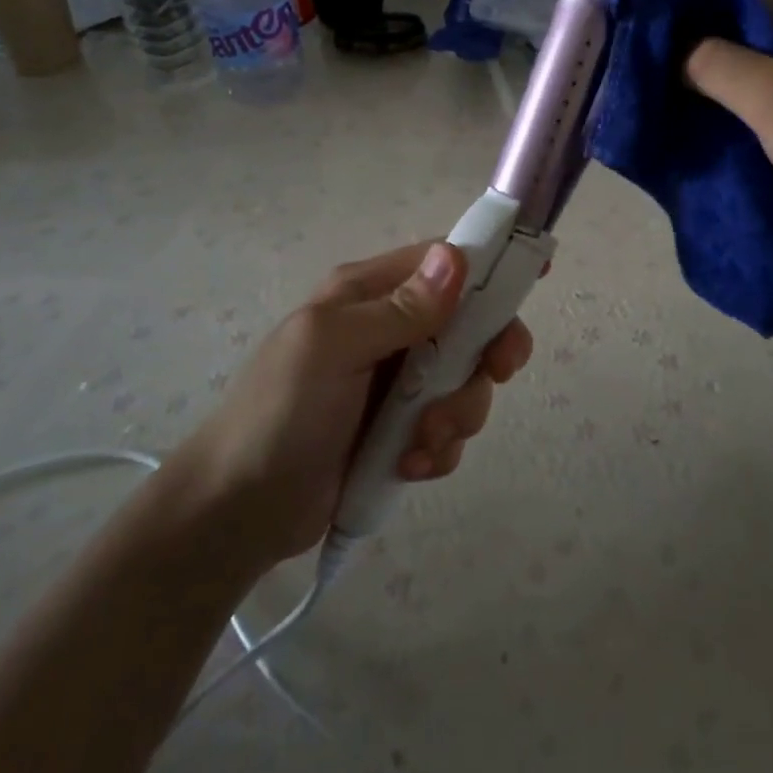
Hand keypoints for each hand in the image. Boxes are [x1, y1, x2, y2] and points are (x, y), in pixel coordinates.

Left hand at [191, 241, 531, 564]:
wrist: (237, 514)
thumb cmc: (278, 414)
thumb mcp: (331, 348)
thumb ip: (397, 308)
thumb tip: (456, 258)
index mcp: (370, 294)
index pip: (444, 262)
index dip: (490, 266)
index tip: (535, 277)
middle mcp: (392, 329)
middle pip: (472, 324)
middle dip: (485, 355)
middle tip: (492, 376)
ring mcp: (400, 383)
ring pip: (467, 381)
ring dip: (456, 414)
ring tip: (419, 445)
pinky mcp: (403, 431)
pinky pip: (450, 428)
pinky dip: (439, 449)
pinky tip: (408, 466)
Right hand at [686, 0, 772, 243]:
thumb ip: (715, 64)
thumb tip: (677, 50)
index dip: (697, 21)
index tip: (656, 55)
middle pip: (759, 33)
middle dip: (713, 59)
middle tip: (668, 89)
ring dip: (737, 89)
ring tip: (695, 114)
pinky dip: (764, 111)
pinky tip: (740, 134)